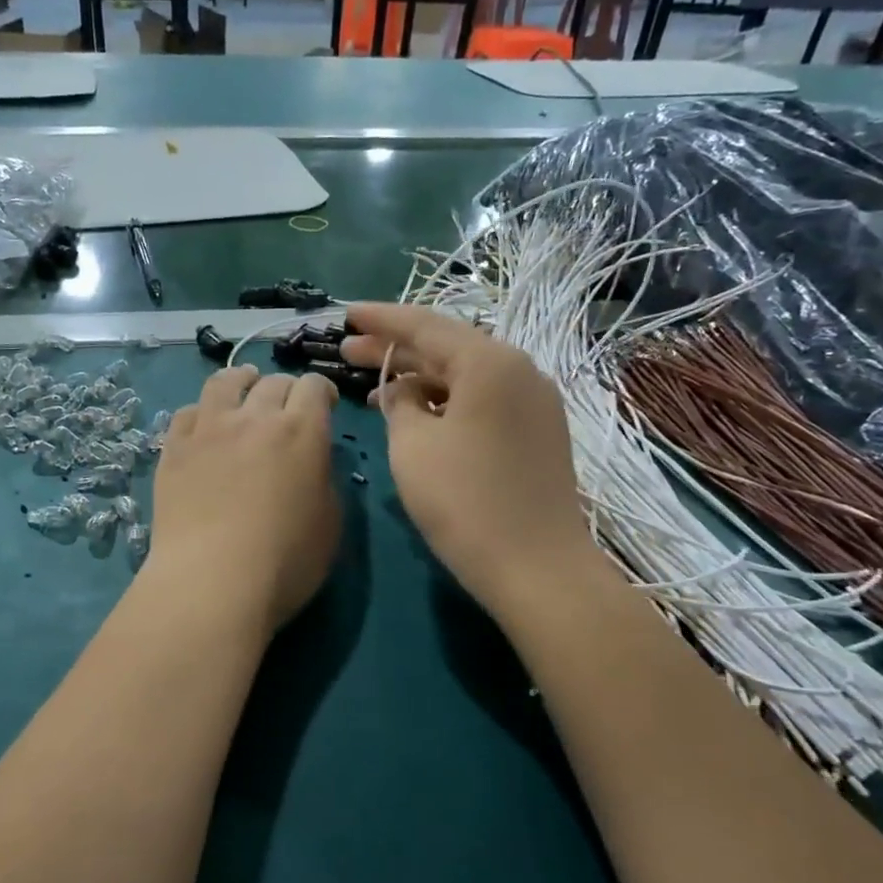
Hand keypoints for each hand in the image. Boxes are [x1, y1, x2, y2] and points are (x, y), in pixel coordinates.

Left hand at [144, 366, 341, 638]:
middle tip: (287, 409)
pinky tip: (204, 424)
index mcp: (301, 431)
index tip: (326, 407)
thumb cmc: (284, 561)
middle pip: (273, 382)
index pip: (315, 386)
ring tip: (244, 388)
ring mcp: (208, 429)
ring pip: (224, 382)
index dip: (324, 391)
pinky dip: (202, 412)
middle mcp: (254, 417)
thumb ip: (324, 479)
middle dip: (287, 390)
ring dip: (241, 381)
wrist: (211, 581)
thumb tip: (312, 462)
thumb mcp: (330, 523)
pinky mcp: (174, 448)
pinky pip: (187, 412)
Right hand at [341, 303, 598, 625]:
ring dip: (419, 379)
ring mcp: (533, 401)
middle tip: (347, 351)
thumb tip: (404, 392)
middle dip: (395, 349)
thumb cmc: (465, 502)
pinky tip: (417, 415)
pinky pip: (482, 400)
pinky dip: (446, 402)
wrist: (537, 568)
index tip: (344, 314)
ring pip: (465, 375)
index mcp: (489, 362)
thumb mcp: (412, 446)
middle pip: (446, 347)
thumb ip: (399, 404)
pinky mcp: (537, 431)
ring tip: (374, 388)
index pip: (423, 325)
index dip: (379, 319)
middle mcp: (519, 369)